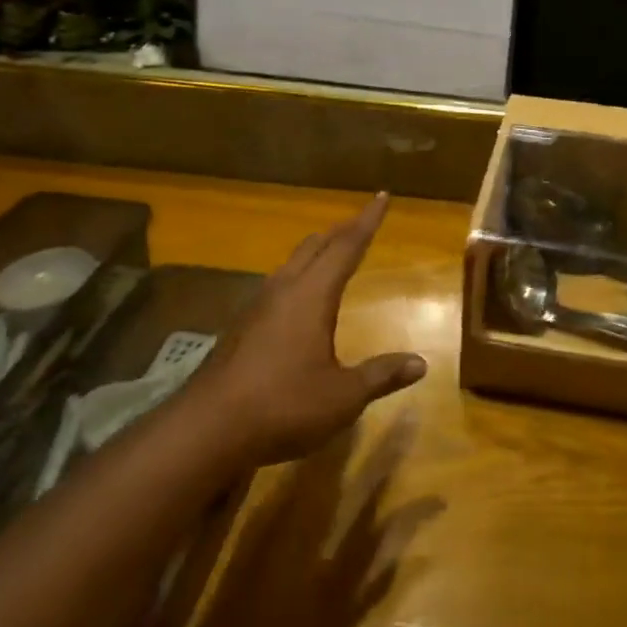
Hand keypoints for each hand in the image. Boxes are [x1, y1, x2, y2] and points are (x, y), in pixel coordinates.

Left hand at [189, 194, 426, 465]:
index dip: (368, 221)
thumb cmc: (284, 405)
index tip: (382, 196)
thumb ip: (381, 375)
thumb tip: (420, 363)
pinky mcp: (240, 329)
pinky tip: (296, 299)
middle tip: (360, 220)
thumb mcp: (343, 396)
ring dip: (315, 252)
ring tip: (330, 251)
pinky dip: (297, 277)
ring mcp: (256, 308)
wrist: (207, 430)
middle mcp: (283, 291)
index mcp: (312, 295)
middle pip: (315, 247)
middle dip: (341, 231)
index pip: (347, 247)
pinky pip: (275, 286)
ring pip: (291, 264)